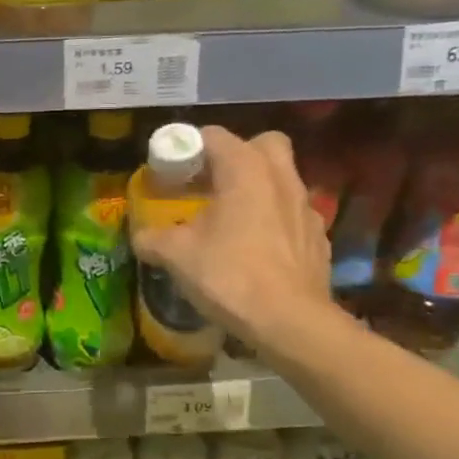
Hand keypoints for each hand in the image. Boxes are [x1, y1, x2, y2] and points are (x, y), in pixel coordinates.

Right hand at [131, 126, 333, 350]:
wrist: (290, 322)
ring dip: (256, 189)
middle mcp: (281, 178)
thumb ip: (152, 238)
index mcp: (245, 170)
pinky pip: (291, 214)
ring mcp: (305, 208)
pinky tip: (254, 249)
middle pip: (262, 145)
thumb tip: (140, 236)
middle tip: (210, 183)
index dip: (187, 148)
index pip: (214, 136)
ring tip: (229, 219)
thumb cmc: (229, 275)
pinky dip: (273, 221)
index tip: (171, 173)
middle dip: (236, 156)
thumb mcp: (176, 255)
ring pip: (281, 179)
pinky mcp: (318, 238)